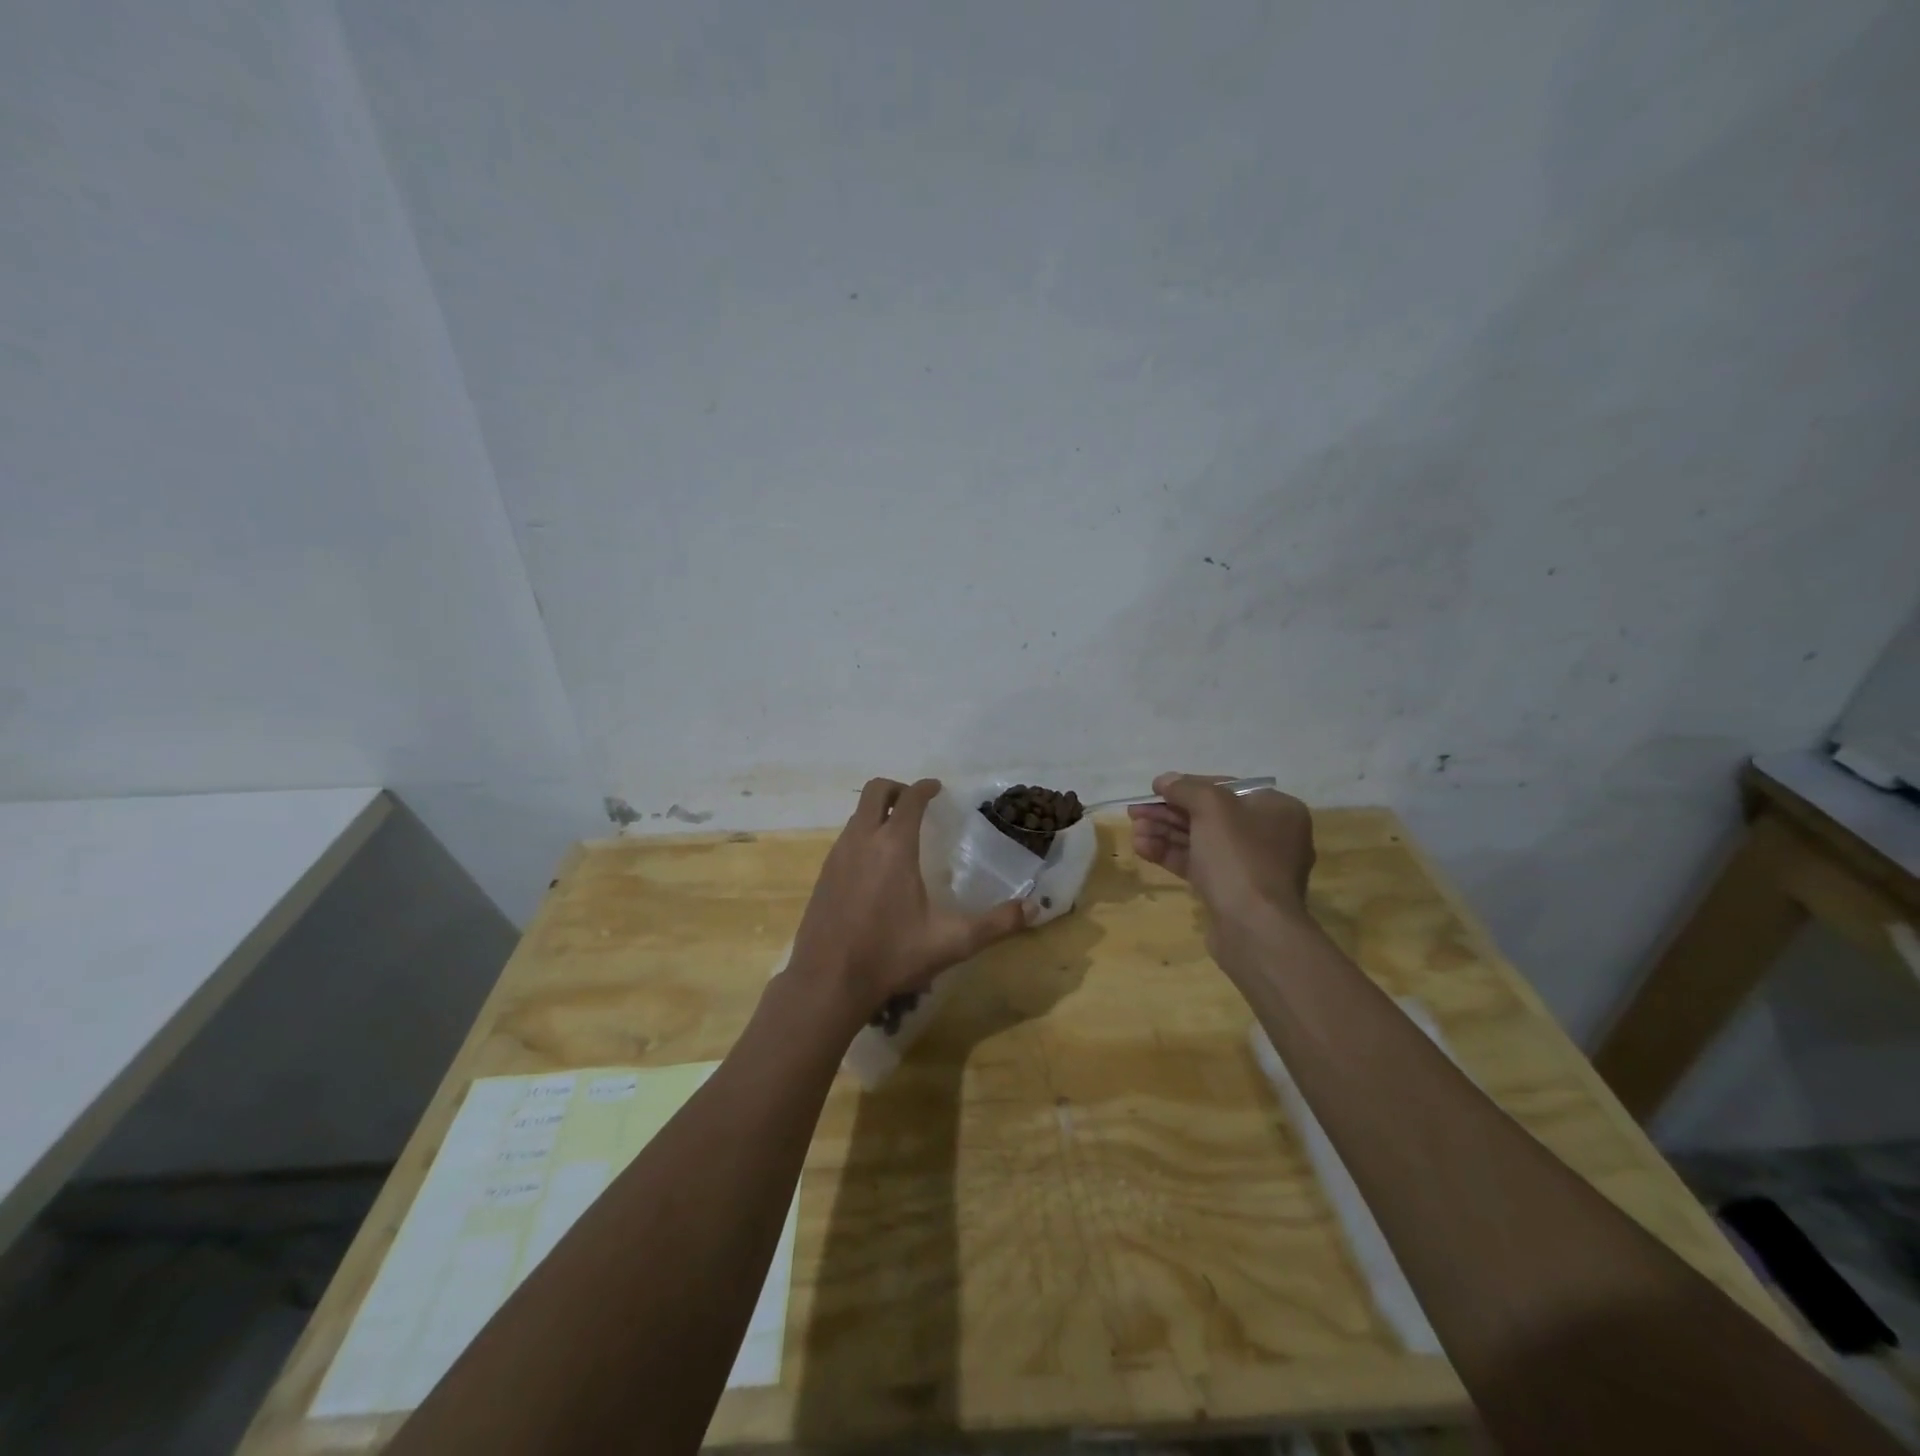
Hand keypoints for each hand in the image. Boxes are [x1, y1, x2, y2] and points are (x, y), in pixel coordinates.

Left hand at [788, 777, 1030, 1022]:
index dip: (925, 788)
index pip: (911, 799)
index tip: (937, 789)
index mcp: (893, 846)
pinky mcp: (823, 874)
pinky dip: (863, 834)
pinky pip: (845, 838)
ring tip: (899, 834)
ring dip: (878, 812)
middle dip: (897, 789)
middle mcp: (862, 840)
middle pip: (875, 791)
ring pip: (857, 814)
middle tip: (917, 805)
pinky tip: (875, 866)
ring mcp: (837, 855)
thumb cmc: (891, 955)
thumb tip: (1034, 909)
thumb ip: (995, 924)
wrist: (828, 981)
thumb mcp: (951, 942)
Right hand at [1128, 772, 1314, 930]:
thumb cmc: (1239, 857)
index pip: (1225, 788)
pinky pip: (1199, 865)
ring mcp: (1250, 867)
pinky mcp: (1232, 892)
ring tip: (1134, 831)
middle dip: (1169, 812)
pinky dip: (1171, 855)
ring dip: (1164, 833)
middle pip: (1209, 815)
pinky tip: (1142, 849)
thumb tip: (1165, 780)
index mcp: (1276, 809)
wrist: (1254, 929)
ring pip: (1200, 841)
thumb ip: (1186, 788)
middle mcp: (1268, 835)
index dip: (1187, 785)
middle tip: (1135, 812)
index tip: (1155, 789)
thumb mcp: (1212, 809)